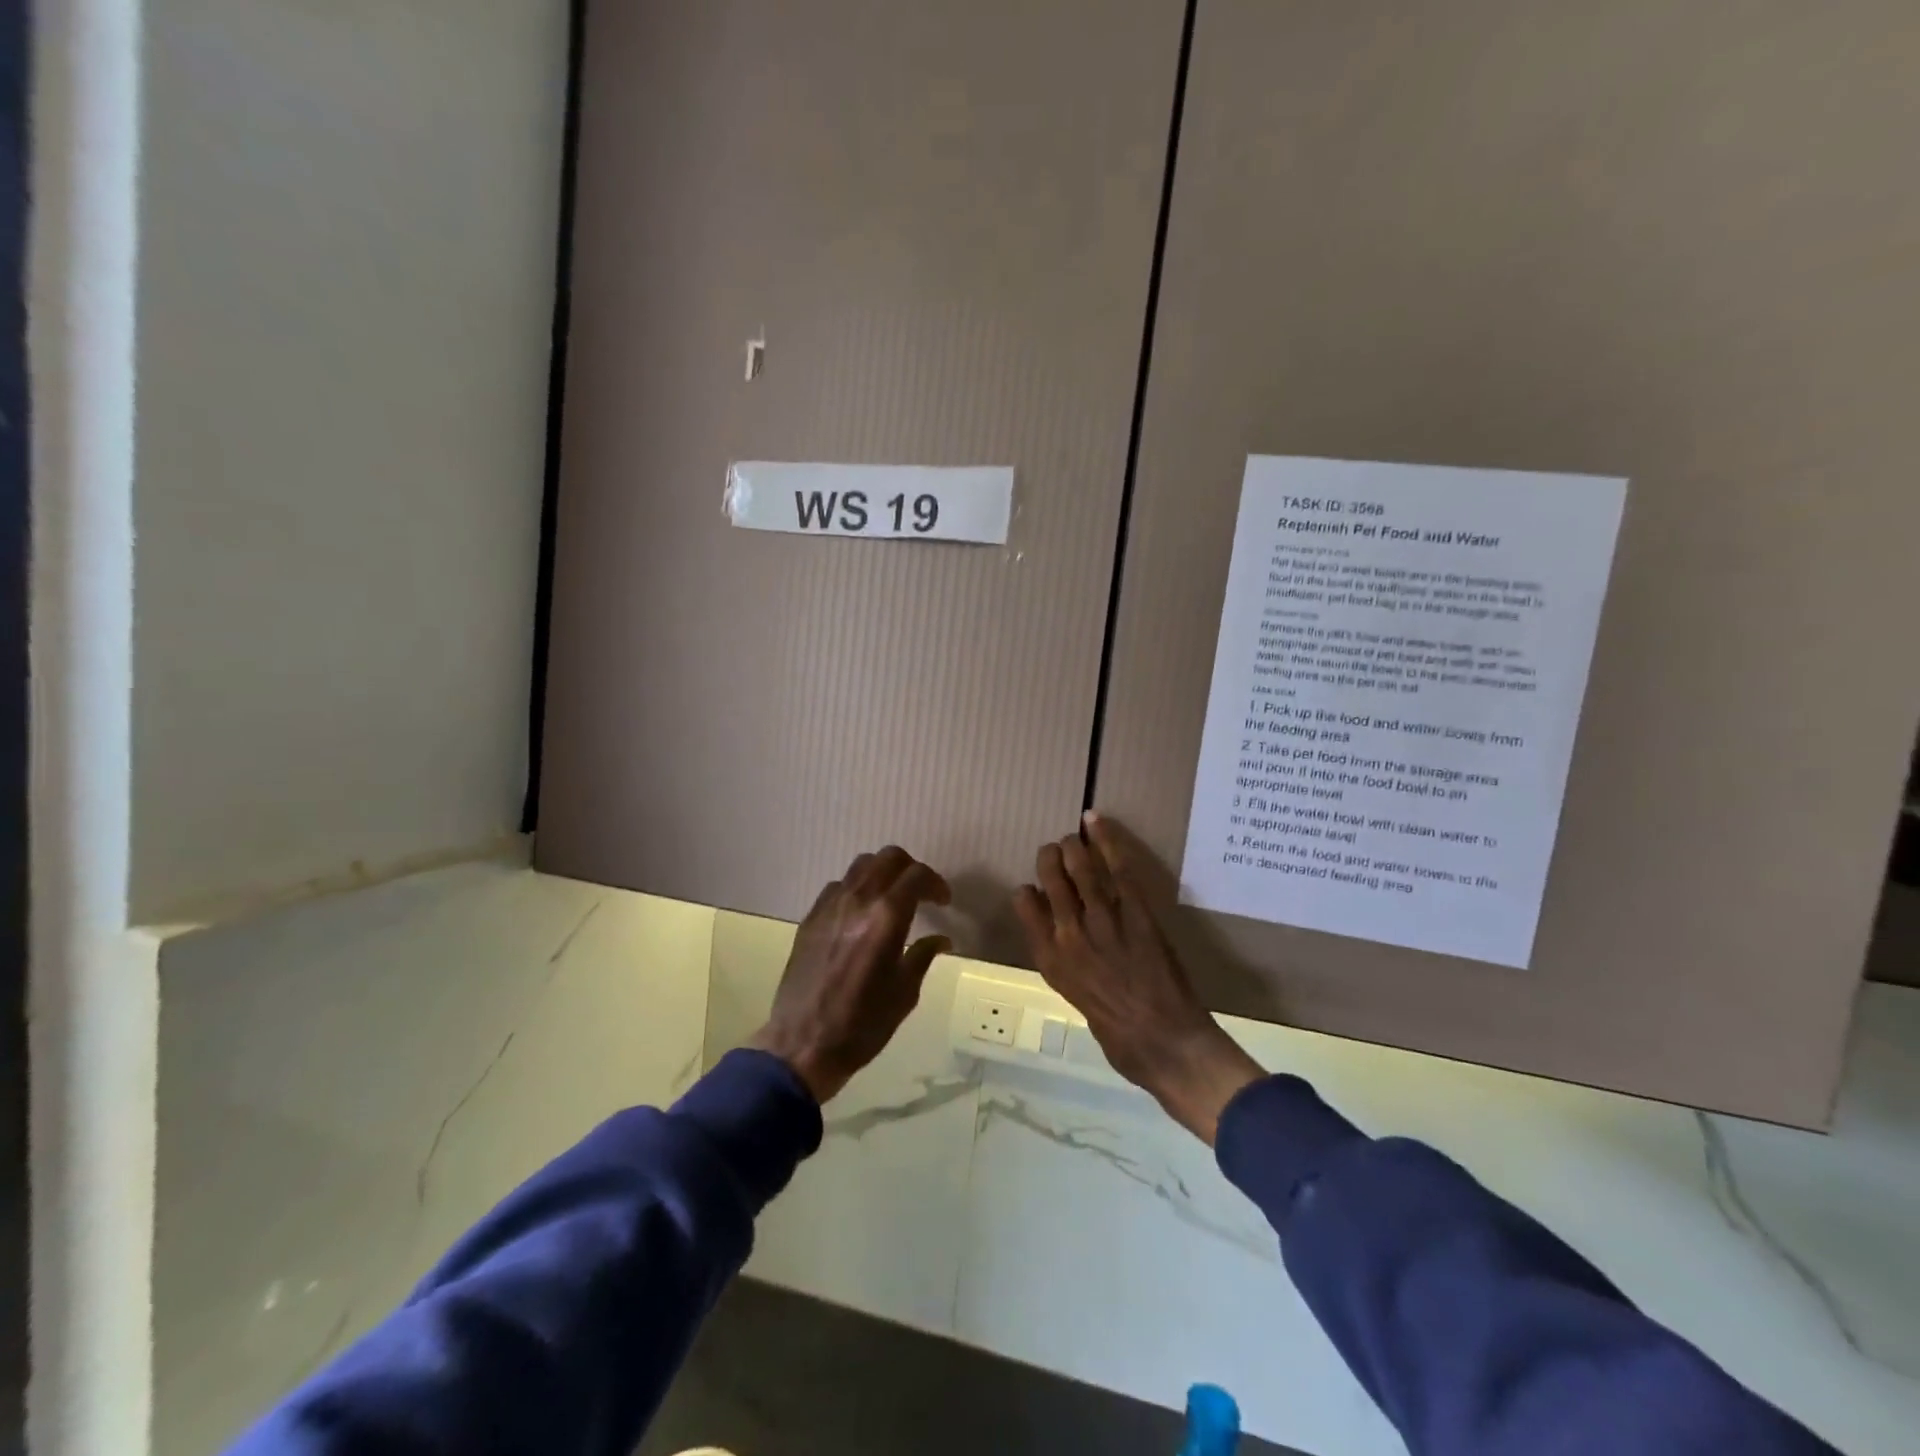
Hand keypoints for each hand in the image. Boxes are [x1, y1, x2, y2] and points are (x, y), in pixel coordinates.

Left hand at [749, 846, 951, 1103]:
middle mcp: (857, 901)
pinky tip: (861, 915)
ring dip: (883, 874)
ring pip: (861, 866)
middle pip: (888, 858)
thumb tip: (942, 939)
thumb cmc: (863, 1024)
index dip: (936, 884)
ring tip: (891, 899)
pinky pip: (838, 887)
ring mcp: (829, 906)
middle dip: (911, 869)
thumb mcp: (905, 993)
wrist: (803, 1045)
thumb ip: (923, 955)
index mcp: (886, 918)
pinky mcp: (810, 918)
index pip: (917, 876)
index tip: (943, 902)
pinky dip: (857, 889)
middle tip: (921, 893)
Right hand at [1013, 814, 1263, 1144]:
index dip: (1027, 892)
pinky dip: (1106, 842)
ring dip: (1073, 847)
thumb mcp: (1078, 1001)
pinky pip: (1117, 870)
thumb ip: (1069, 965)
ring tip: (1071, 836)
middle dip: (1049, 859)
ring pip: (1080, 870)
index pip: (1024, 908)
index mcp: (1051, 961)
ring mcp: (1102, 921)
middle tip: (1054, 849)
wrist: (1165, 1043)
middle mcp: (1069, 935)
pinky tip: (1095, 824)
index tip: (1035, 889)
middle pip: (1050, 881)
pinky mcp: (1136, 913)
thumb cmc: (1119, 1036)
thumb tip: (1071, 939)